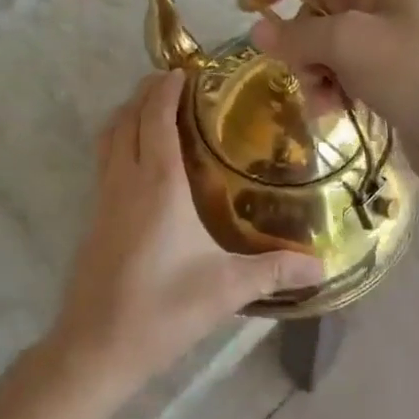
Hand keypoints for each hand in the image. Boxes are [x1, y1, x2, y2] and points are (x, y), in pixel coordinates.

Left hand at [50, 71, 324, 391]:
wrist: (94, 348)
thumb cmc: (161, 310)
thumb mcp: (226, 289)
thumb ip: (275, 270)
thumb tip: (323, 264)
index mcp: (157, 183)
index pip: (156, 116)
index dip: (167, 87)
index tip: (188, 69)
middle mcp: (126, 179)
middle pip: (128, 115)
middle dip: (148, 90)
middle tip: (178, 81)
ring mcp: (104, 197)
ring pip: (109, 135)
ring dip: (129, 111)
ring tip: (158, 107)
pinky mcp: (94, 216)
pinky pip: (105, 158)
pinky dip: (121, 138)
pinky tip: (143, 159)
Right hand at [243, 0, 418, 191]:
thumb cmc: (417, 71)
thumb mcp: (349, 44)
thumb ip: (297, 33)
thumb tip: (259, 29)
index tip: (245, 9)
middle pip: (320, 5)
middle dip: (300, 40)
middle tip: (295, 70)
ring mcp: (395, 35)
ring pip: (330, 42)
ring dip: (315, 70)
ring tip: (322, 102)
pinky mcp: (398, 72)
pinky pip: (349, 70)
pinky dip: (335, 87)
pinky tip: (335, 113)